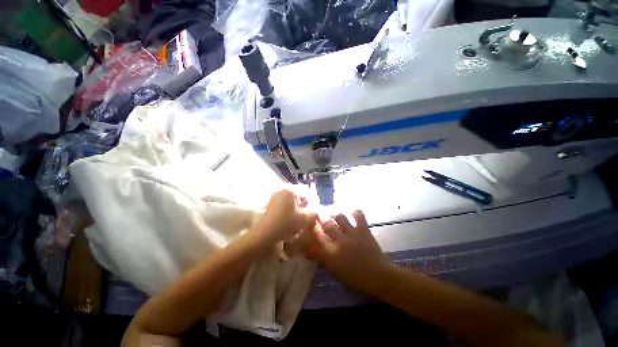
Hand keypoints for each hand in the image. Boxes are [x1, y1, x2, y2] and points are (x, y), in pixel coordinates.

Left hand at [255, 189, 315, 243]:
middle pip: (300, 194)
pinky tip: (291, 218)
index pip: (307, 192)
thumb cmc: (286, 224)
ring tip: (300, 218)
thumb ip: (314, 212)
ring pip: (293, 199)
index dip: (314, 201)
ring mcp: (276, 196)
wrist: (264, 234)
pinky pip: (285, 203)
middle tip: (308, 215)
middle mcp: (283, 190)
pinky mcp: (272, 203)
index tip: (315, 211)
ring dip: (298, 207)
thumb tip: (316, 209)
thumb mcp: (305, 219)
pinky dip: (291, 209)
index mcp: (291, 190)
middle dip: (306, 204)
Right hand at [314, 211, 387, 286]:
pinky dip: (355, 212)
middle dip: (321, 217)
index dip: (313, 227)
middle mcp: (340, 241)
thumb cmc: (355, 276)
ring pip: (340, 217)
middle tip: (319, 213)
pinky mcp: (364, 230)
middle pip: (327, 224)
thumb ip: (322, 257)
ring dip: (335, 213)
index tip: (311, 222)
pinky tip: (352, 212)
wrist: (377, 276)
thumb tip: (309, 249)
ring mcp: (353, 234)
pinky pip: (358, 216)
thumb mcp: (335, 269)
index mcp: (332, 254)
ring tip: (333, 212)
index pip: (318, 236)